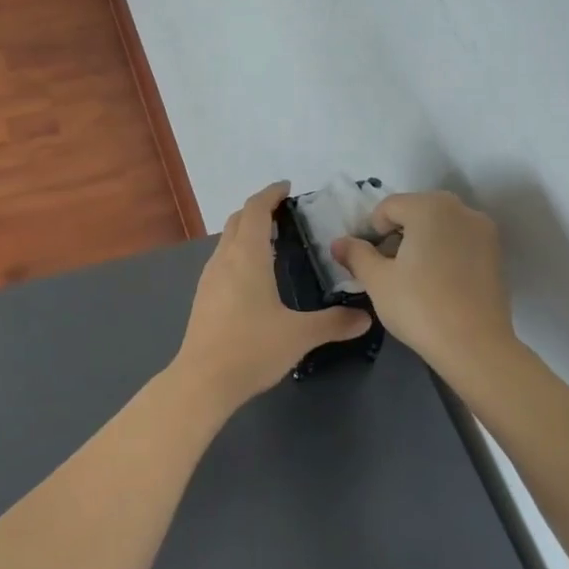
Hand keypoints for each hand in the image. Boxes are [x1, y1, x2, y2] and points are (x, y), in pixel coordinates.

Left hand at [174, 183, 372, 406]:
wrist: (203, 380)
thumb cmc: (252, 348)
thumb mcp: (299, 335)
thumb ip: (334, 323)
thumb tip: (365, 318)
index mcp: (246, 256)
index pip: (255, 209)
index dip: (270, 194)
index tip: (287, 188)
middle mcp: (224, 259)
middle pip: (237, 220)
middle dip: (258, 210)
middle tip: (285, 214)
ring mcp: (209, 278)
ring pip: (227, 240)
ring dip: (246, 231)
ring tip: (272, 241)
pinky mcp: (204, 296)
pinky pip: (222, 260)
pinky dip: (238, 252)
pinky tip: (254, 275)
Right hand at [332, 190, 514, 379]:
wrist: (475, 346)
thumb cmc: (419, 306)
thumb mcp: (376, 280)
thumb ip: (355, 255)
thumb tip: (338, 242)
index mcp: (429, 207)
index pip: (388, 207)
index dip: (372, 232)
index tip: (371, 262)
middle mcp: (461, 209)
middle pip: (416, 211)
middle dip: (398, 234)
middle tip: (389, 269)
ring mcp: (483, 231)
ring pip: (439, 226)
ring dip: (421, 242)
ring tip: (413, 278)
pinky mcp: (496, 253)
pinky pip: (459, 241)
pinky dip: (444, 252)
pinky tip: (437, 283)